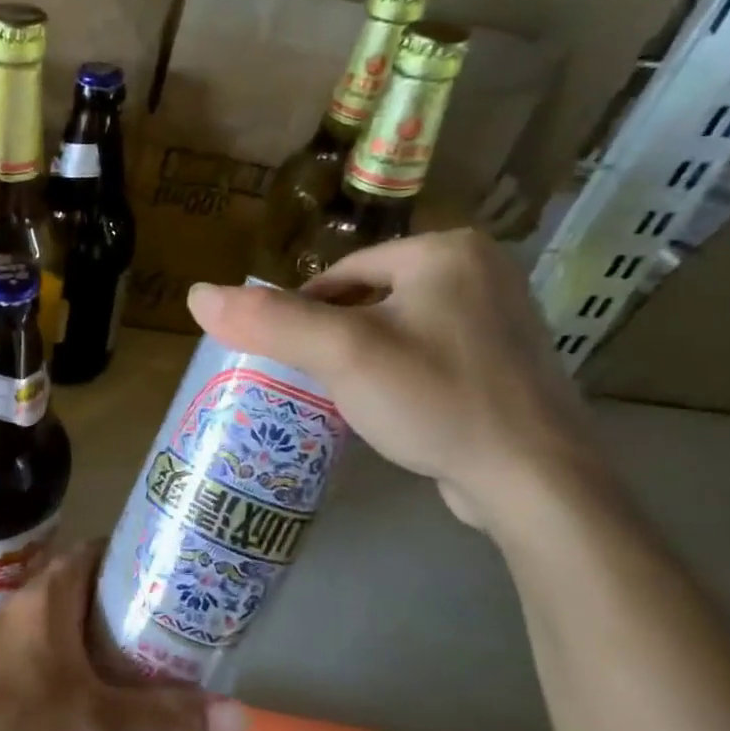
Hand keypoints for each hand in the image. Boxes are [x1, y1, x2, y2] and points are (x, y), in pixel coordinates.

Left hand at [0, 543, 247, 730]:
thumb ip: (166, 719)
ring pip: (73, 623)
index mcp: (49, 595)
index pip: (101, 550)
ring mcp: (10, 638)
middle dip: (135, 604)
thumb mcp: (97, 727)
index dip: (142, 556)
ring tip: (159, 662)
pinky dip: (86, 663)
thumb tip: (243, 715)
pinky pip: (55, 651)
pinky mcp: (0, 670)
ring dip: (111, 638)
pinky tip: (108, 699)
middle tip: (184, 627)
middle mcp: (27, 604)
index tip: (184, 576)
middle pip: (91, 588)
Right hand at [187, 230, 601, 530]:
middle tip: (319, 381)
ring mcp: (502, 319)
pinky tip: (396, 409)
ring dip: (366, 358)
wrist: (535, 481)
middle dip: (337, 337)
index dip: (305, 314)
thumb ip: (268, 320)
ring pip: (399, 327)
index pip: (343, 273)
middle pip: (370, 298)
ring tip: (350, 397)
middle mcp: (483, 271)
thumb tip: (194, 294)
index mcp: (447, 250)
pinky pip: (430, 354)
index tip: (290, 358)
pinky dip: (403, 375)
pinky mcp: (508, 363)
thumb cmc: (434, 397)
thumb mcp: (341, 354)